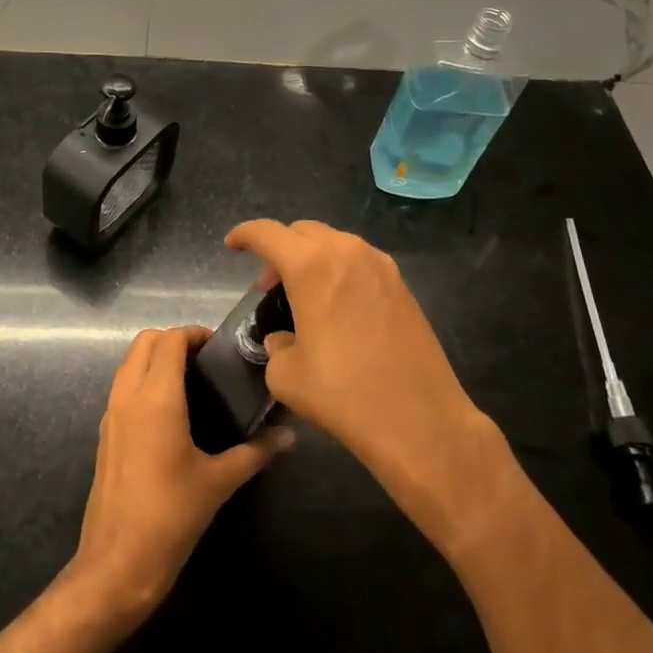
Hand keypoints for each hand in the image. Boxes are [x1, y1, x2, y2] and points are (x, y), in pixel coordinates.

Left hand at [72, 326, 293, 620]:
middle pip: (145, 341)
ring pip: (129, 363)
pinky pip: (123, 387)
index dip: (194, 334)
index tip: (220, 348)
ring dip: (156, 358)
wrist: (117, 564)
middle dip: (174, 340)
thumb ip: (256, 452)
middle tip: (206, 360)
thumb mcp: (219, 482)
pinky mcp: (105, 433)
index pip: (170, 340)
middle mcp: (128, 395)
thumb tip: (290, 436)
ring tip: (192, 381)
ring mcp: (111, 413)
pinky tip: (171, 411)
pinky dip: (143, 380)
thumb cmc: (170, 516)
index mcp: (156, 397)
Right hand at [226, 219, 518, 558]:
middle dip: (279, 249)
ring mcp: (380, 266)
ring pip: (334, 242)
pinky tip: (337, 307)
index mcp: (311, 267)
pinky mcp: (402, 285)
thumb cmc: (344, 395)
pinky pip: (360, 261)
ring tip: (303, 296)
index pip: (267, 233)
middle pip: (302, 231)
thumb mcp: (288, 376)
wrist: (420, 420)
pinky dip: (339, 270)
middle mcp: (347, 253)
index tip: (233, 246)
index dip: (244, 234)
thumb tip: (285, 340)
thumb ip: (276, 347)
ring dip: (311, 258)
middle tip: (268, 285)